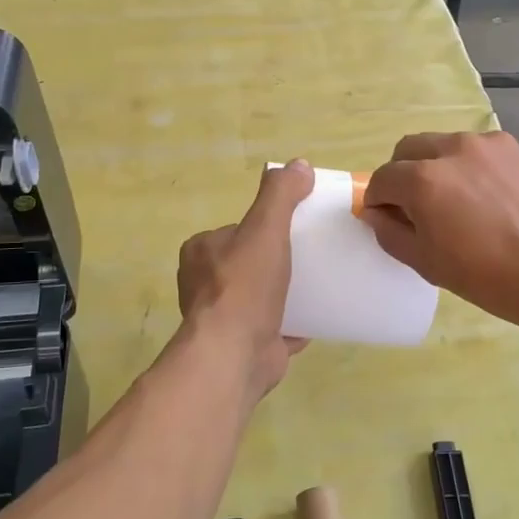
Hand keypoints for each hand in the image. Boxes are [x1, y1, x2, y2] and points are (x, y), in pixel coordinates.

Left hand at [176, 160, 313, 399]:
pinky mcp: (242, 346)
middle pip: (248, 264)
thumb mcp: (265, 228)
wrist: (234, 354)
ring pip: (258, 298)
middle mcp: (203, 284)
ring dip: (282, 295)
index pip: (236, 231)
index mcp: (201, 252)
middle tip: (310, 259)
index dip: (263, 229)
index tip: (293, 231)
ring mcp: (222, 319)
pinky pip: (273, 329)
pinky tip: (317, 319)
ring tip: (318, 286)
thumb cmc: (244, 286)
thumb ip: (280, 195)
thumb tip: (298, 164)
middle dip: (274, 263)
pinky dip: (292, 324)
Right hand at [363, 132, 518, 335]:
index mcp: (422, 179)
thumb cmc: (489, 276)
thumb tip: (375, 213)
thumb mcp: (428, 263)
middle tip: (415, 208)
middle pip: (408, 150)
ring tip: (455, 202)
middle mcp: (450, 149)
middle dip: (402, 175)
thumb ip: (391, 233)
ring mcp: (486, 144)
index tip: (387, 220)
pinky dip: (468, 166)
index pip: (382, 179)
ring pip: (443, 145)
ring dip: (435, 167)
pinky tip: (486, 197)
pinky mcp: (514, 148)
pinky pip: (476, 150)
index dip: (377, 200)